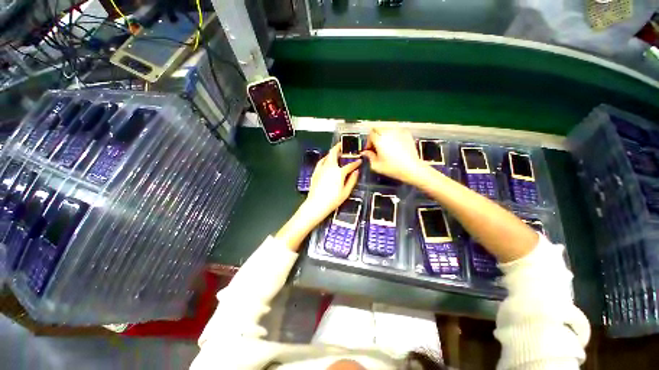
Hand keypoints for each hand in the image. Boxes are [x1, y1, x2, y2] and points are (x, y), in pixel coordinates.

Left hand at [304, 144, 361, 223]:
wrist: (316, 204)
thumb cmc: (332, 200)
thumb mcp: (346, 192)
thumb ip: (352, 180)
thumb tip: (356, 172)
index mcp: (339, 172)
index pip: (350, 165)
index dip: (356, 163)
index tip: (359, 161)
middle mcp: (330, 167)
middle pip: (334, 153)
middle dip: (339, 147)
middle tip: (343, 144)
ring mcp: (321, 169)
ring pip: (327, 156)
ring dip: (332, 152)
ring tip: (336, 151)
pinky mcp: (315, 172)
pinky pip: (321, 162)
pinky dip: (325, 159)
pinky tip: (326, 160)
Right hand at [361, 127, 424, 182]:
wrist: (412, 168)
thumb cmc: (393, 168)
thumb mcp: (376, 165)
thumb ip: (369, 157)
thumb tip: (365, 152)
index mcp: (379, 139)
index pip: (370, 134)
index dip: (368, 142)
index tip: (369, 150)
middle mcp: (388, 132)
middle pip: (377, 128)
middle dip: (375, 136)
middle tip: (376, 147)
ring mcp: (398, 131)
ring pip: (386, 128)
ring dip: (383, 135)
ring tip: (385, 145)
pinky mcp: (406, 133)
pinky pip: (395, 130)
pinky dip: (392, 135)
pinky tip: (394, 145)